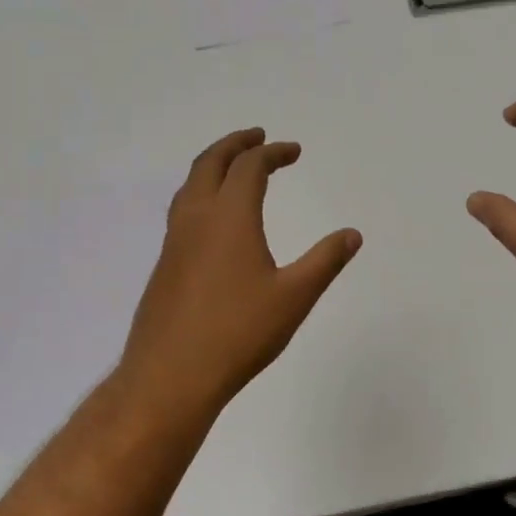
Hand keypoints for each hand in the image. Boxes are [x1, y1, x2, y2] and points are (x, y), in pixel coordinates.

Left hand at [119, 128, 361, 410]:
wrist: (169, 378)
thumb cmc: (238, 333)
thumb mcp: (294, 297)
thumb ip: (325, 261)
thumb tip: (352, 234)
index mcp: (229, 217)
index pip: (250, 167)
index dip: (273, 152)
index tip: (294, 151)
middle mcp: (196, 219)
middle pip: (210, 163)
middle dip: (236, 144)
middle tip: (258, 137)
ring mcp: (174, 242)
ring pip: (190, 185)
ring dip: (214, 165)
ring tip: (234, 168)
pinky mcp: (164, 266)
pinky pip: (182, 210)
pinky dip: (201, 193)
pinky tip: (214, 220)